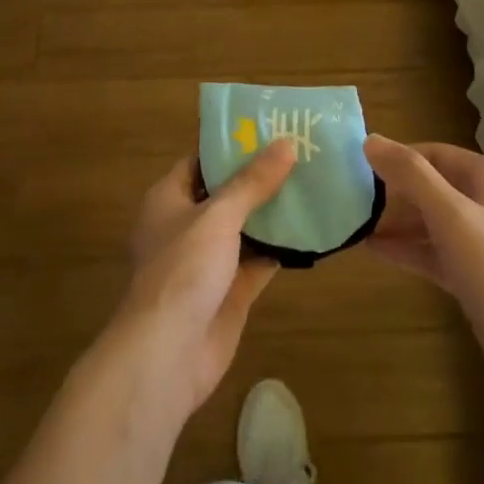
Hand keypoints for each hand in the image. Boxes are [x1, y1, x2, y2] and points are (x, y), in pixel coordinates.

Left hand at [114, 142, 295, 419]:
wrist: (168, 354)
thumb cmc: (182, 271)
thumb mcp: (218, 216)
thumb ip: (252, 182)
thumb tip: (286, 143)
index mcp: (169, 199)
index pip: (201, 161)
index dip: (232, 145)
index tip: (270, 129)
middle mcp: (187, 226)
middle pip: (227, 193)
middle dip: (261, 177)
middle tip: (304, 153)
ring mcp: (209, 261)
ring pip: (246, 227)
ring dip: (275, 212)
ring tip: (315, 183)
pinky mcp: (230, 290)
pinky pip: (259, 260)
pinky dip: (281, 248)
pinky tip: (313, 230)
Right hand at [363, 136, 483, 407]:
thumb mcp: (452, 216)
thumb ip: (412, 176)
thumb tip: (370, 140)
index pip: (433, 153)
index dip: (396, 157)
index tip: (356, 166)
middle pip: (431, 185)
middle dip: (392, 190)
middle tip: (349, 197)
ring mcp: (481, 239)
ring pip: (430, 220)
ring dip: (395, 220)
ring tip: (353, 223)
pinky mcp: (473, 272)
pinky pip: (433, 251)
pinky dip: (407, 248)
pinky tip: (373, 250)